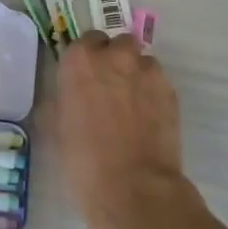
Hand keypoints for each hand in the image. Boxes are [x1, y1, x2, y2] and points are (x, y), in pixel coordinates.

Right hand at [54, 32, 188, 228]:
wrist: (133, 187)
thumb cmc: (82, 158)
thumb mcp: (55, 126)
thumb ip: (61, 98)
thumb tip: (67, 92)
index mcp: (81, 62)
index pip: (85, 41)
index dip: (86, 58)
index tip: (84, 77)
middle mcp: (116, 57)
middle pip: (119, 43)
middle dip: (115, 59)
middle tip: (109, 86)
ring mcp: (148, 73)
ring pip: (143, 62)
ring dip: (136, 75)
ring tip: (131, 105)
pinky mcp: (171, 93)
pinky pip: (159, 83)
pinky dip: (153, 93)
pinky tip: (146, 119)